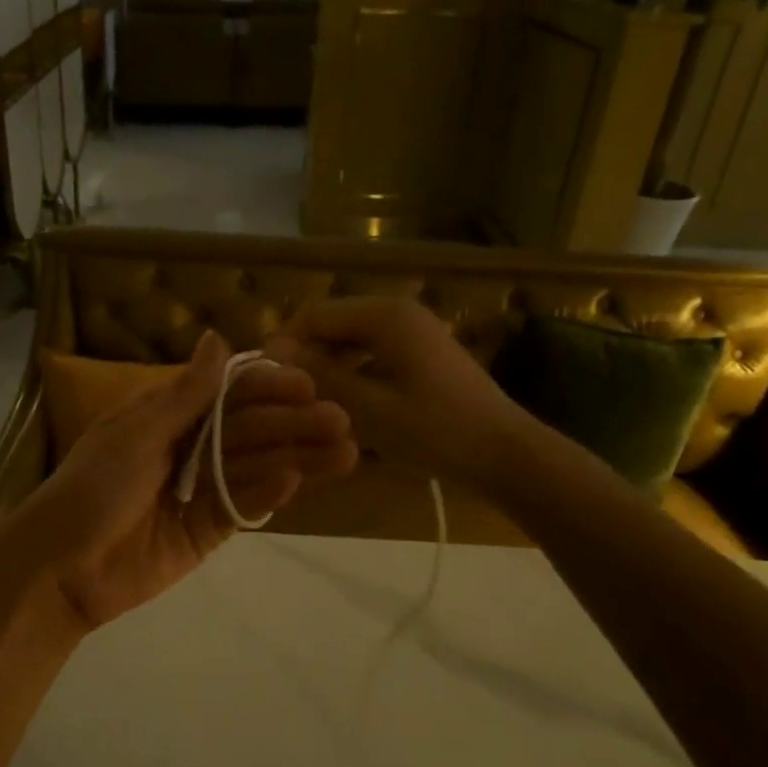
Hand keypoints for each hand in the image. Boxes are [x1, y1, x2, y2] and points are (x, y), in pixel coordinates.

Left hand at [0, 330, 357, 631]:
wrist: (61, 568)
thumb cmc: (93, 488)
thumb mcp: (137, 433)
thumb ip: (185, 394)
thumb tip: (217, 337)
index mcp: (168, 415)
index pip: (228, 393)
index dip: (267, 387)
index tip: (307, 384)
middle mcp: (190, 447)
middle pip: (250, 430)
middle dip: (294, 424)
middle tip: (341, 421)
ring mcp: (201, 490)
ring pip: (256, 467)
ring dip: (297, 457)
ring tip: (344, 453)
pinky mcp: (207, 531)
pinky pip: (243, 507)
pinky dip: (267, 494)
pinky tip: (295, 481)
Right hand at [266, 297, 533, 489]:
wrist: (505, 454)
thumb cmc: (435, 431)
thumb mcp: (368, 407)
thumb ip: (319, 375)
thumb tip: (273, 351)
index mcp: (385, 315)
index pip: (315, 315)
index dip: (284, 344)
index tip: (263, 381)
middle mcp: (398, 312)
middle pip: (332, 324)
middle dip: (306, 356)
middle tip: (285, 397)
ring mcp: (413, 331)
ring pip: (351, 340)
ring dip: (328, 366)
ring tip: (310, 404)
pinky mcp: (422, 353)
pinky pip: (372, 353)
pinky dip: (353, 373)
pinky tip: (344, 406)